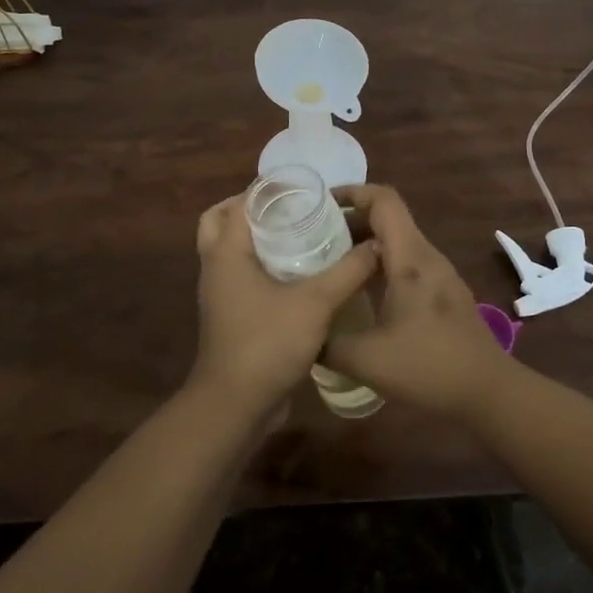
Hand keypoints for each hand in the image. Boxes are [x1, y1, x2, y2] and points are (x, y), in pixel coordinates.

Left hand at [189, 194, 379, 423]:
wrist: (235, 405)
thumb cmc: (268, 342)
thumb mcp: (317, 302)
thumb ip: (349, 271)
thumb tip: (377, 245)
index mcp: (227, 252)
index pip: (241, 203)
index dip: (269, 189)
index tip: (303, 187)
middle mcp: (215, 267)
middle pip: (220, 221)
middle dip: (250, 209)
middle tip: (288, 209)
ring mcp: (219, 294)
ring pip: (228, 251)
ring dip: (253, 238)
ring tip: (296, 236)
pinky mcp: (228, 317)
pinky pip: (238, 277)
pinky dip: (258, 266)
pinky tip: (296, 275)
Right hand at [324, 185, 510, 420]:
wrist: (489, 392)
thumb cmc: (429, 367)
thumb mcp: (367, 360)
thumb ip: (328, 343)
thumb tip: (302, 332)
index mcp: (410, 258)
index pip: (384, 200)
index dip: (352, 192)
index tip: (320, 204)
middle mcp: (426, 256)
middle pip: (388, 218)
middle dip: (350, 220)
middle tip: (313, 238)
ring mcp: (439, 274)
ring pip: (397, 242)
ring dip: (364, 244)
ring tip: (330, 263)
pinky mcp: (443, 292)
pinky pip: (407, 263)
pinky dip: (380, 264)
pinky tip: (361, 292)